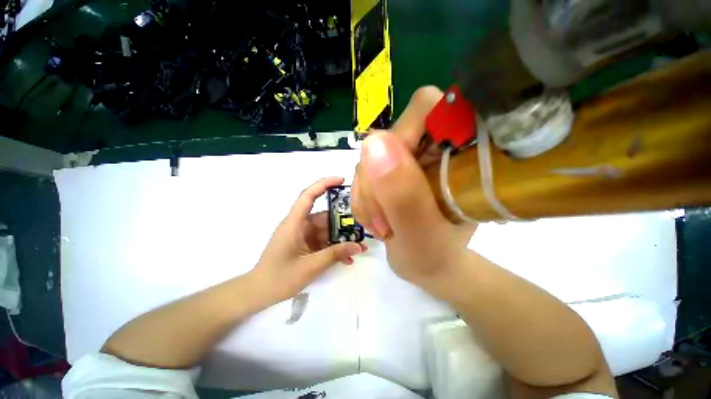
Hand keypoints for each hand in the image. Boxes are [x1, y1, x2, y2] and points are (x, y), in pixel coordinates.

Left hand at [252, 177, 367, 302]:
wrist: (258, 294)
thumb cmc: (279, 278)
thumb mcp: (310, 266)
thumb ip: (335, 254)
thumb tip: (358, 246)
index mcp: (294, 223)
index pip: (308, 195)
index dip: (324, 184)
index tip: (341, 180)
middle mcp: (299, 225)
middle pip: (323, 216)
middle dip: (342, 222)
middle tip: (361, 225)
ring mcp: (302, 235)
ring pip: (326, 230)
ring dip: (341, 238)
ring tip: (358, 246)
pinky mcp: (305, 245)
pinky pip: (323, 242)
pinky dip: (334, 247)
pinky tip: (347, 258)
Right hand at [352, 87, 474, 285]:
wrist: (428, 265)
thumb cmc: (433, 254)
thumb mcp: (419, 230)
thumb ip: (401, 191)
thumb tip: (374, 143)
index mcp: (456, 150)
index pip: (427, 108)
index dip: (403, 135)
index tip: (392, 181)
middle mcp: (431, 146)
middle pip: (388, 136)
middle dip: (376, 180)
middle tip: (383, 219)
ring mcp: (408, 158)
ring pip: (370, 157)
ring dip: (367, 193)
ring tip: (381, 225)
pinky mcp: (392, 170)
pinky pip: (364, 171)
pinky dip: (363, 197)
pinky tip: (374, 218)